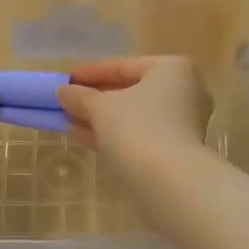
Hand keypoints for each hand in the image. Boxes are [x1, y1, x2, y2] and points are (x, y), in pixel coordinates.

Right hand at [57, 57, 212, 184]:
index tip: (66, 79)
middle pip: (130, 91)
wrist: (170, 182)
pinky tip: (85, 138)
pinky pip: (140, 134)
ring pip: (134, 115)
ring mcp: (183, 122)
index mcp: (171, 69)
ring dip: (101, 119)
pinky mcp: (177, 149)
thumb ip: (80, 97)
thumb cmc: (137, 129)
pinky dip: (115, 134)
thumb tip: (64, 91)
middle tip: (68, 102)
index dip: (90, 73)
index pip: (123, 66)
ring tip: (70, 122)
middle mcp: (184, 91)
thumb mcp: (101, 108)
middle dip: (96, 99)